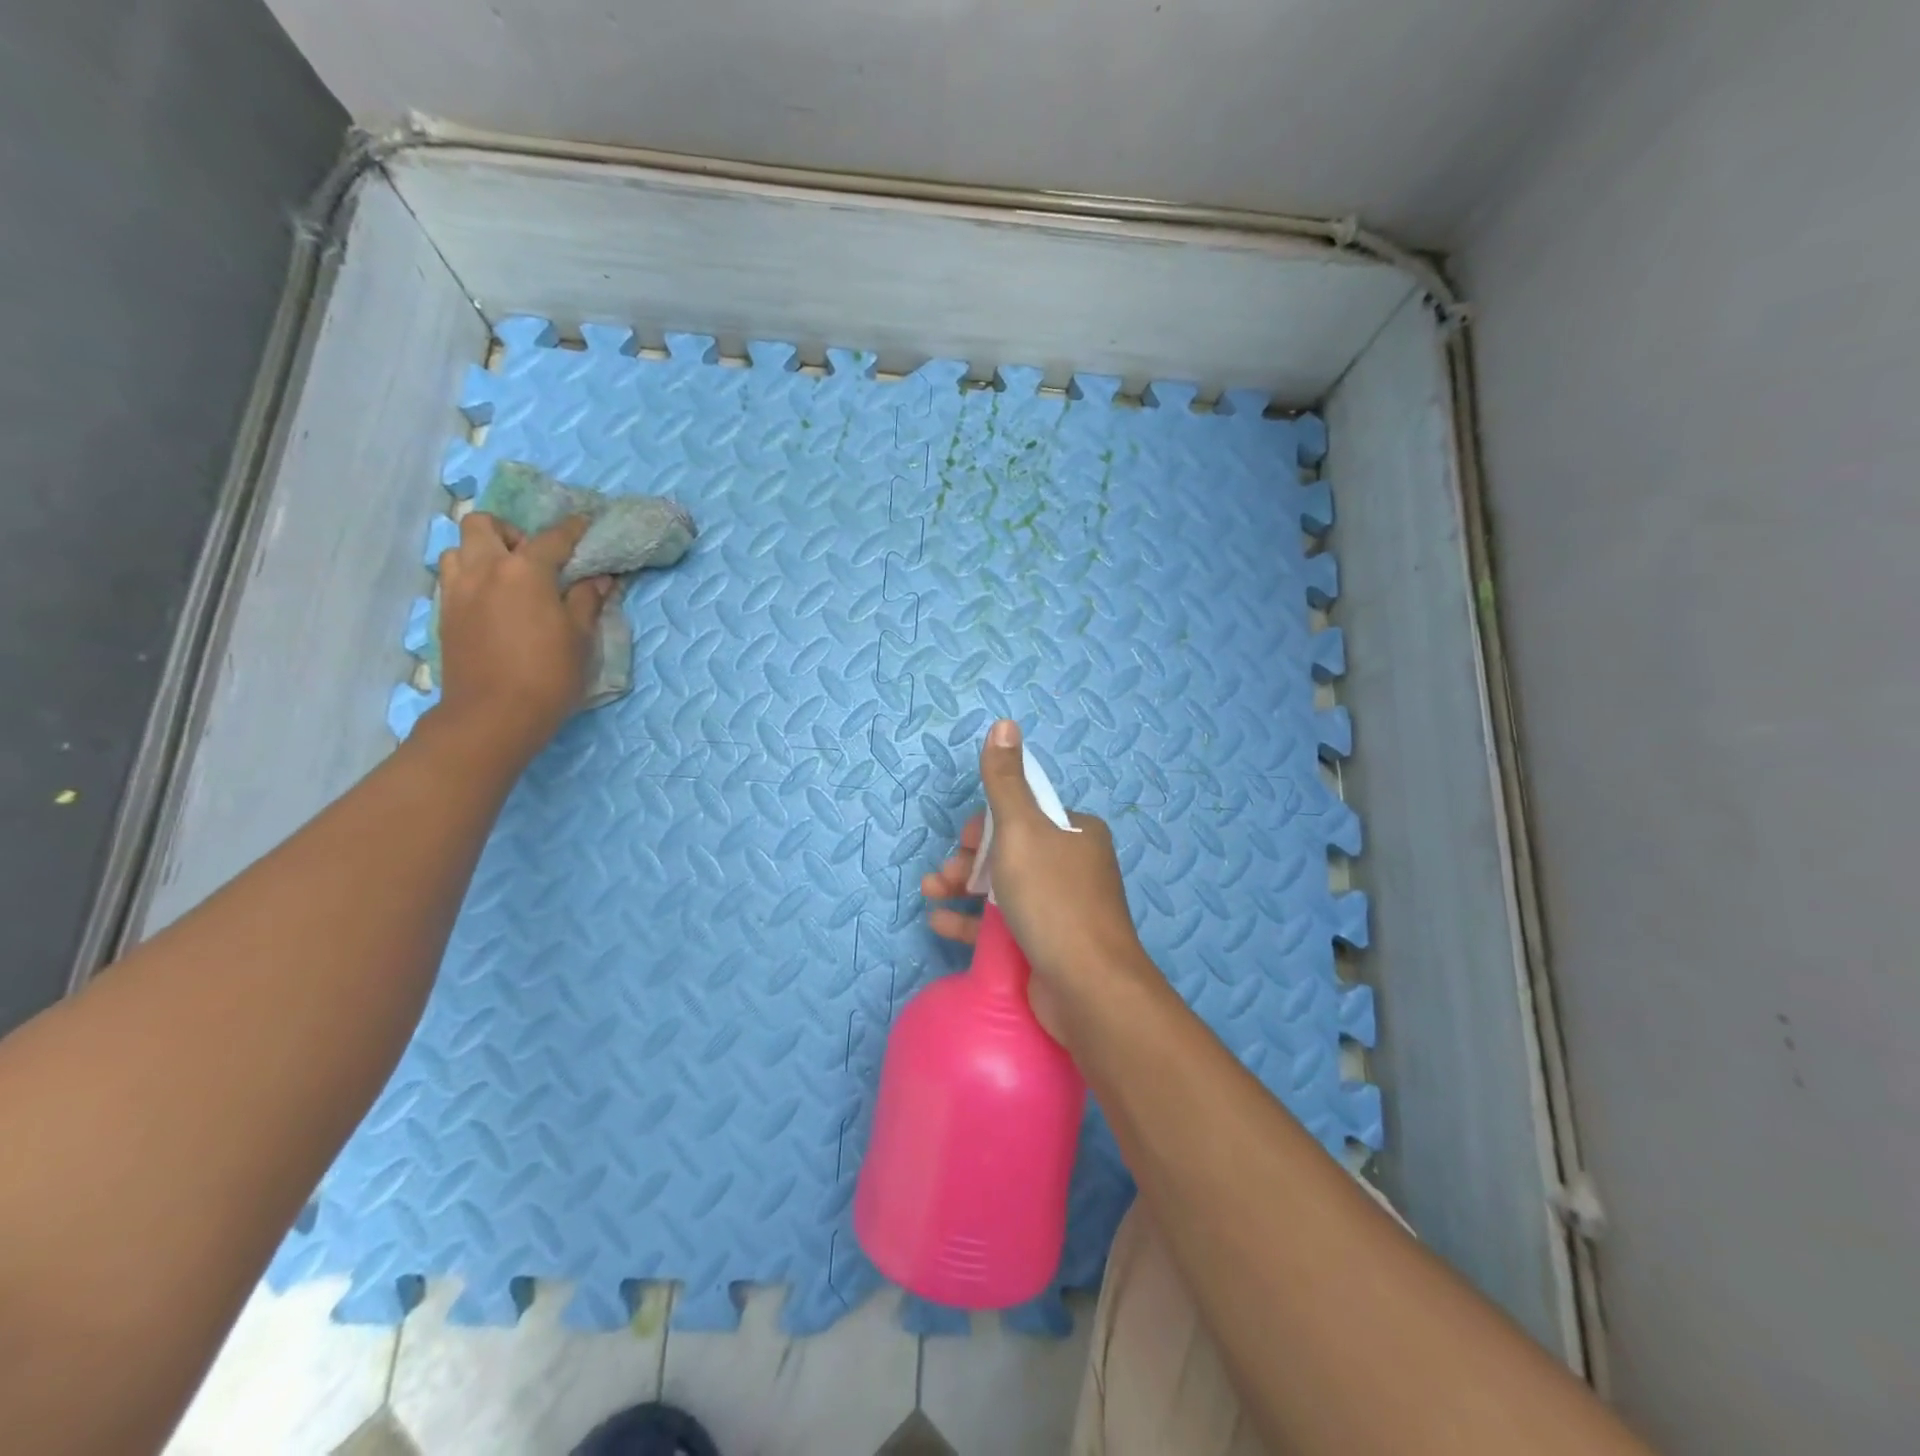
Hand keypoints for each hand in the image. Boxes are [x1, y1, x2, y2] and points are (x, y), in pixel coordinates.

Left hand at [433, 512, 611, 760]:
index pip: (553, 538)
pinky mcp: (446, 613)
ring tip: (509, 578)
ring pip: (460, 548)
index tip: (586, 525)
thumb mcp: (580, 637)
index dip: (573, 529)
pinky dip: (473, 577)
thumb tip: (600, 578)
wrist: (493, 715)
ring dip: (483, 552)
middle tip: (534, 557)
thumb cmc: (548, 674)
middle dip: (510, 532)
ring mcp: (458, 590)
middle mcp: (485, 569)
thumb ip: (587, 600)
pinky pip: (454, 577)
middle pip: (484, 525)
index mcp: (525, 571)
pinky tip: (495, 602)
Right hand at [920, 719, 1158, 1045]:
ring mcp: (1061, 908)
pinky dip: (971, 922)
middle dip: (968, 860)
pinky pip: (1003, 924)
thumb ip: (1005, 781)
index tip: (964, 842)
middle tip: (942, 877)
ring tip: (930, 896)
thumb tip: (1004, 723)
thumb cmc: (1054, 900)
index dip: (986, 824)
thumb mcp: (1022, 831)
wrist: (1090, 990)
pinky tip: (941, 925)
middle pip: (1009, 851)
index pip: (1023, 813)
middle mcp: (1073, 865)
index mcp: (1075, 832)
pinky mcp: (1048, 945)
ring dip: (962, 888)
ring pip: (1003, 888)